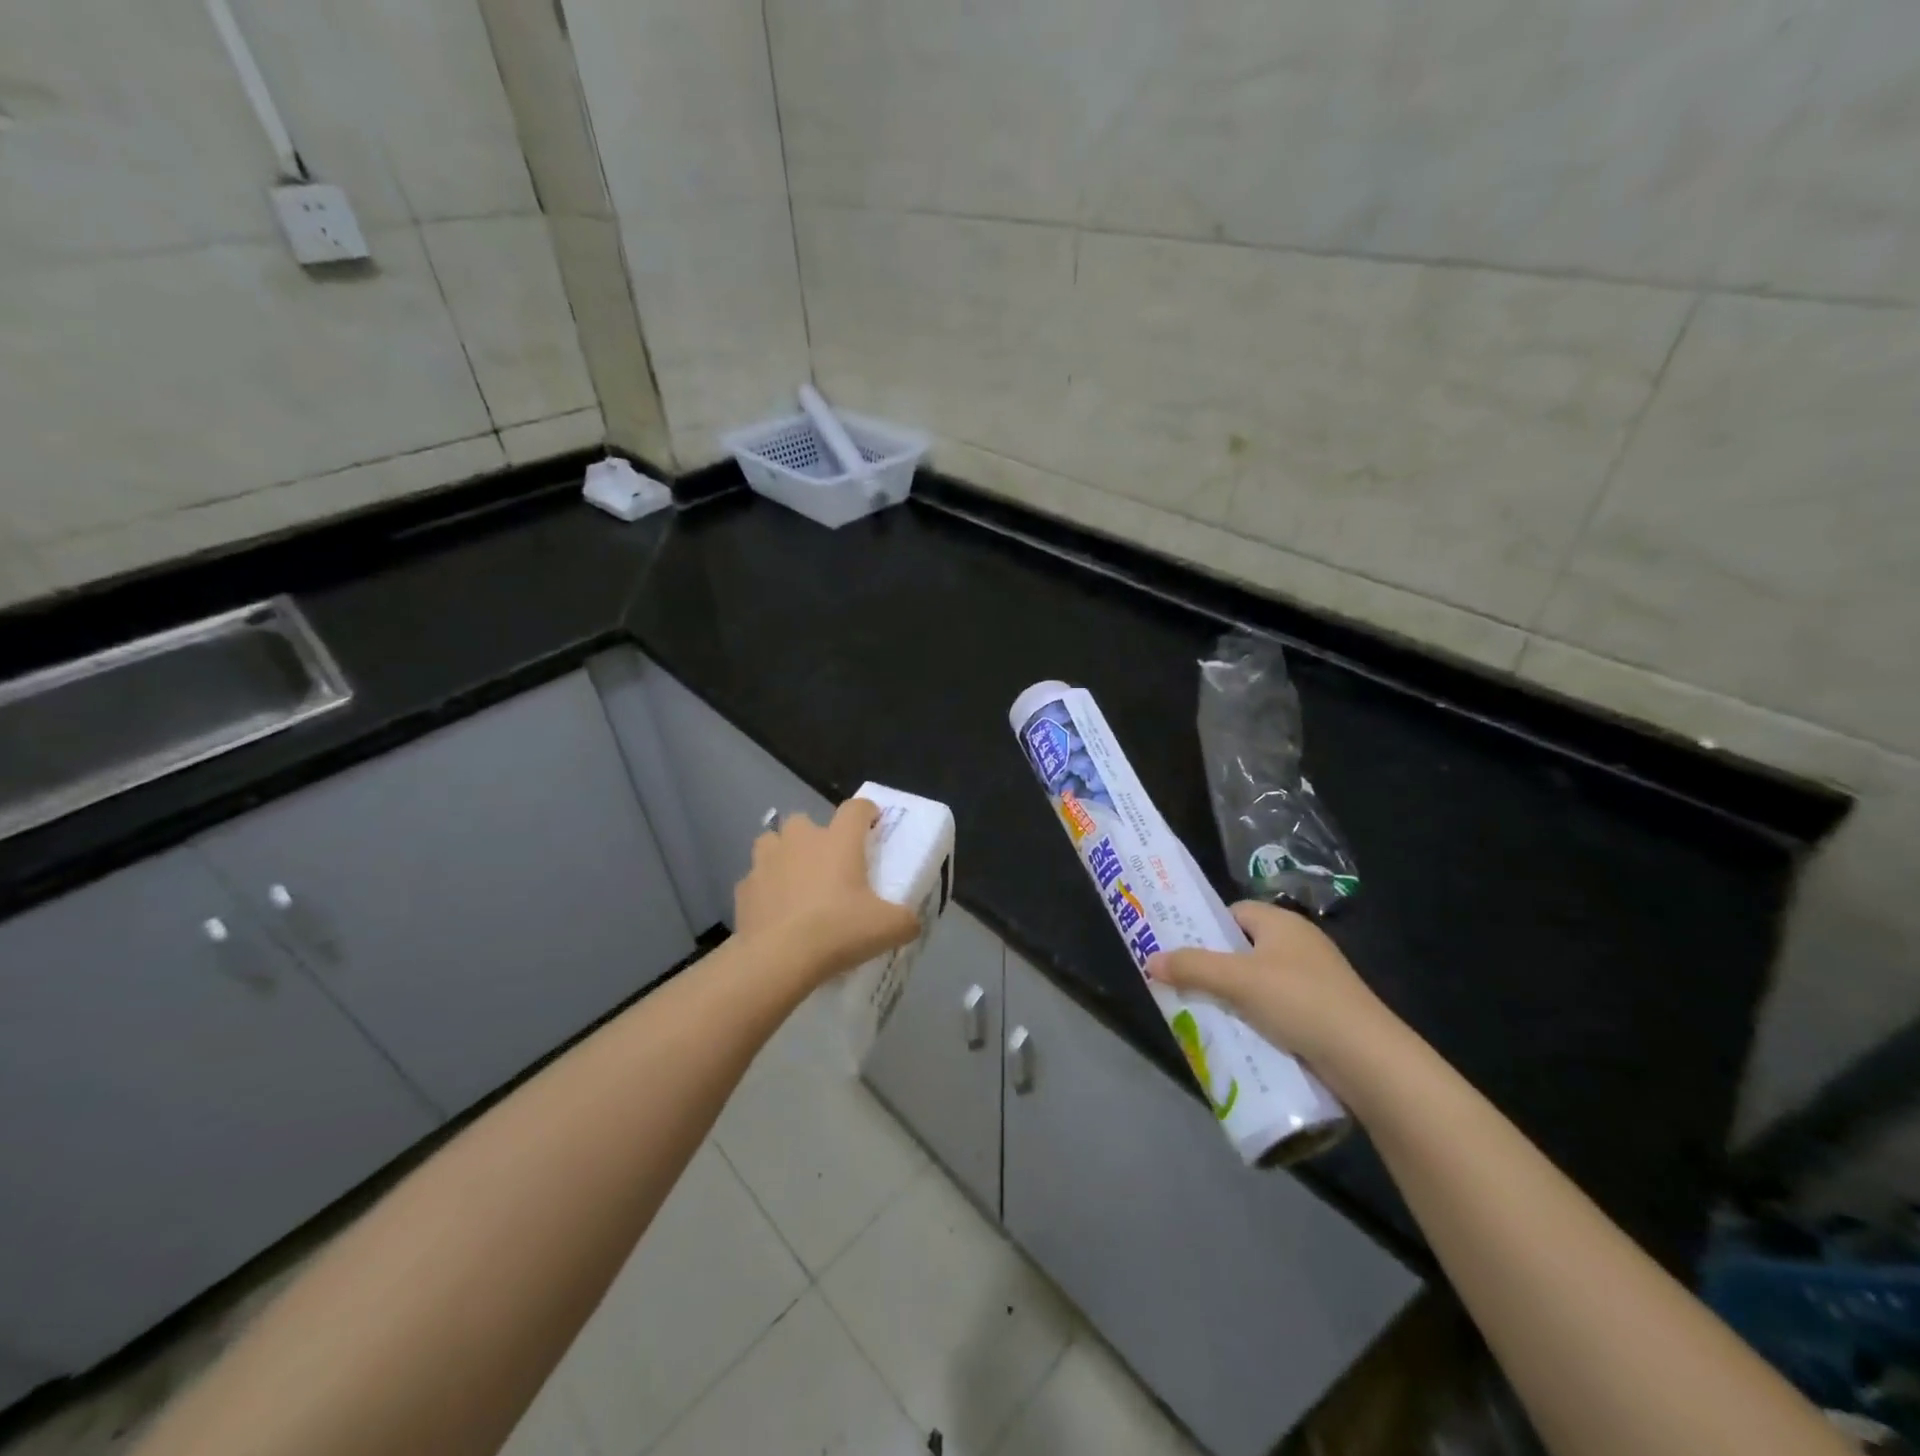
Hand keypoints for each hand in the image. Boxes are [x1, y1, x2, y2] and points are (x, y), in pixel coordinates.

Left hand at [735, 798, 921, 984]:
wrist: (779, 958)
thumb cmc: (839, 930)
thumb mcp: (889, 928)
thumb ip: (906, 920)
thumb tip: (911, 922)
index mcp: (839, 840)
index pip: (856, 808)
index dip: (867, 813)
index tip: (873, 825)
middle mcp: (801, 839)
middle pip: (805, 820)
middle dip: (815, 836)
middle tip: (828, 864)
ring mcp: (767, 860)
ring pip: (772, 842)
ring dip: (783, 854)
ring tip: (795, 881)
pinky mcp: (744, 887)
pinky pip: (756, 879)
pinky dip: (765, 889)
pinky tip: (774, 911)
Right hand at [1147, 901, 1390, 1071]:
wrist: (1368, 1059)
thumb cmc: (1298, 1001)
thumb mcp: (1236, 980)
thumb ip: (1191, 967)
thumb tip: (1150, 959)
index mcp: (1282, 923)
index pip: (1234, 912)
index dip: (1207, 928)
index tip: (1182, 951)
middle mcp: (1300, 944)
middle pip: (1244, 948)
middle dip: (1215, 967)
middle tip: (1186, 985)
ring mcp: (1316, 980)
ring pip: (1260, 981)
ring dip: (1235, 997)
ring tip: (1207, 1015)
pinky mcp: (1325, 1013)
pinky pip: (1279, 1008)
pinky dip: (1259, 1019)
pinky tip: (1244, 1038)